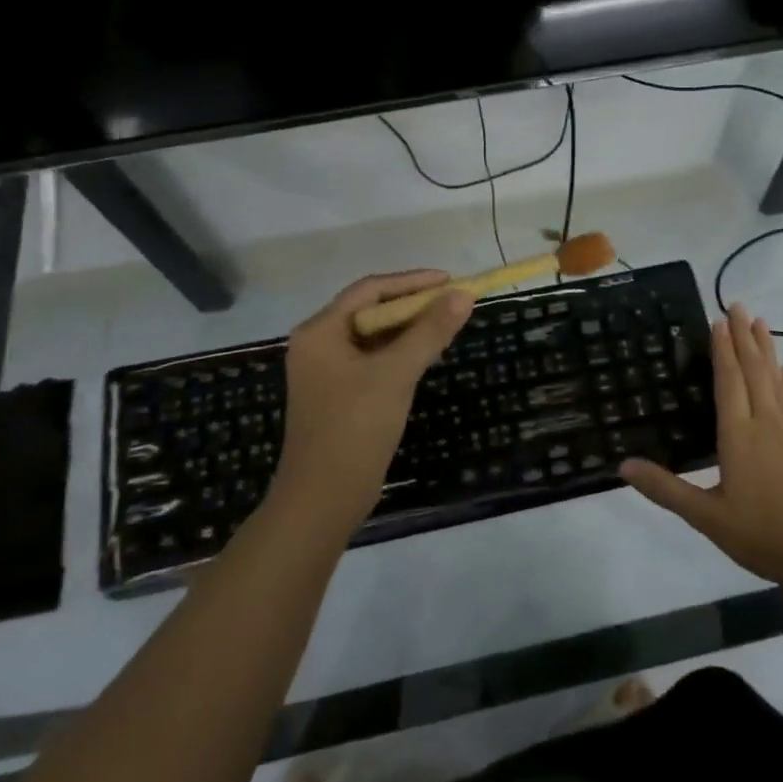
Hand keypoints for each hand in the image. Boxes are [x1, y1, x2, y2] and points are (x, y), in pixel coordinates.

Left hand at [273, 270, 473, 537]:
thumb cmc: (355, 428)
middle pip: (371, 310)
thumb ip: (430, 331)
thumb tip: (463, 295)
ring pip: (374, 336)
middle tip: (454, 304)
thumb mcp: (396, 374)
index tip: (451, 281)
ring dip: (409, 330)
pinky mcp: (339, 395)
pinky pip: (373, 360)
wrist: (323, 499)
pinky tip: (426, 357)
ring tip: (447, 326)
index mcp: (320, 331)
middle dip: (413, 305)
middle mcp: (318, 344)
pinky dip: (400, 353)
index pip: (370, 289)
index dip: (412, 281)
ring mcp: (327, 372)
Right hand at [622, 303, 782, 590]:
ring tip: (760, 323)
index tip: (719, 320)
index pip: (729, 381)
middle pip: (755, 369)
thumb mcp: (706, 517)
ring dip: (768, 348)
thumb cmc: (761, 535)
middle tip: (738, 305)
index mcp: (738, 435)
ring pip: (778, 378)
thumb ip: (665, 490)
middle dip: (745, 336)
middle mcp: (768, 421)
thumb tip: (623, 466)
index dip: (723, 349)